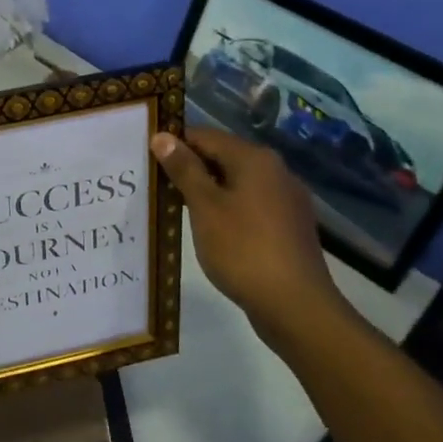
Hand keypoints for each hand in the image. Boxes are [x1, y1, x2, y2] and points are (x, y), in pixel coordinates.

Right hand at [150, 127, 349, 348]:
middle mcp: (276, 171)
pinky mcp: (289, 225)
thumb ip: (184, 169)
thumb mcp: (205, 207)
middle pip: (223, 157)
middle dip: (190, 169)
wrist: (296, 305)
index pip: (205, 136)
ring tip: (176, 209)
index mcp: (255, 159)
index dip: (174, 144)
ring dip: (207, 191)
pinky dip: (227, 209)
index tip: (147, 160)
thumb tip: (162, 136)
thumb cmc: (243, 250)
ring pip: (237, 183)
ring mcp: (287, 199)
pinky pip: (251, 205)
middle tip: (156, 186)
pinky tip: (210, 229)